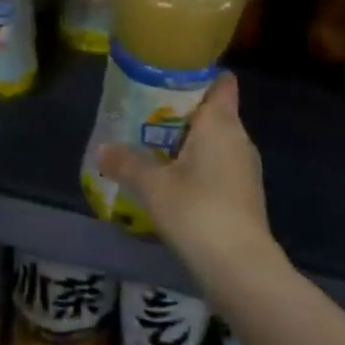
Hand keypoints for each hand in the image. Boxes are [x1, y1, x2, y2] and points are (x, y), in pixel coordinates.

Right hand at [97, 74, 272, 282]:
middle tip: (142, 112)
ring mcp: (243, 169)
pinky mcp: (242, 195)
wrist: (241, 269)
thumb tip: (100, 149)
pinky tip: (167, 181)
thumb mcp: (152, 186)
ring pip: (212, 142)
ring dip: (184, 142)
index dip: (197, 75)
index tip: (167, 76)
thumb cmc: (198, 211)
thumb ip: (125, 163)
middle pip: (210, 112)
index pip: (220, 83)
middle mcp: (237, 139)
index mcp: (221, 124)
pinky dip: (193, 166)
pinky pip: (214, 166)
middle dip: (179, 111)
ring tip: (147, 146)